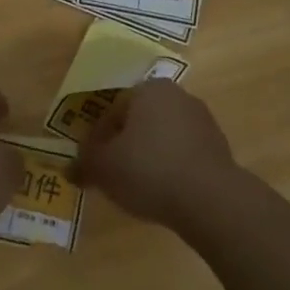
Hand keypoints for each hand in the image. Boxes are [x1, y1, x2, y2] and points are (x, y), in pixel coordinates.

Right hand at [74, 81, 242, 229]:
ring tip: (138, 187)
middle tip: (113, 174)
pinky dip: (171, 168)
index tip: (93, 163)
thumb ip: (83, 163)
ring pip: (163, 137)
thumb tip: (69, 168)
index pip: (113, 109)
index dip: (98, 138)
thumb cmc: (149, 170)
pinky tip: (164, 192)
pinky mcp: (219, 148)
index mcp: (148, 89)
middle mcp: (178, 96)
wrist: (210, 199)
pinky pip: (184, 154)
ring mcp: (203, 121)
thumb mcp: (103, 167)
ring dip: (149, 156)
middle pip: (139, 121)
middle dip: (125, 144)